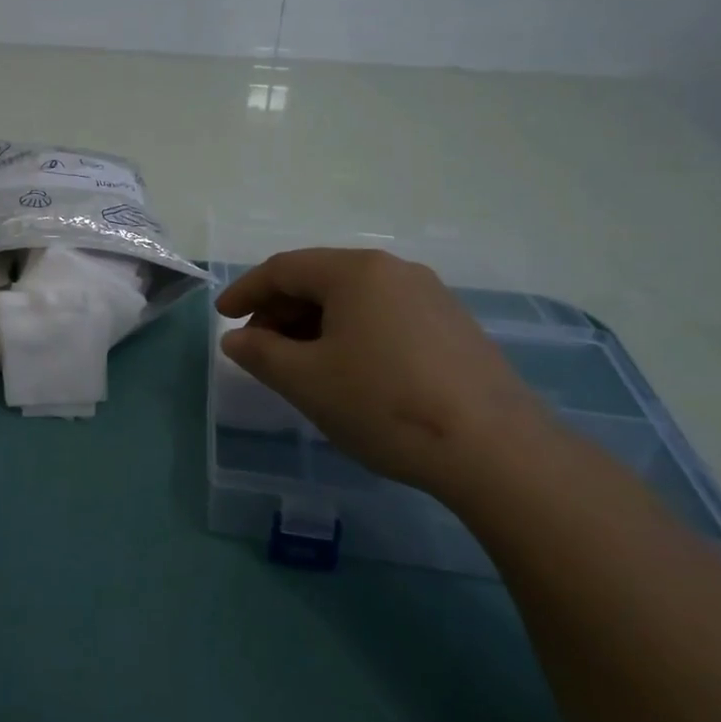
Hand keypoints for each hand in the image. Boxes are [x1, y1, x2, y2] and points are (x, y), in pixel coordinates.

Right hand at [216, 249, 551, 497]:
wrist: (497, 452)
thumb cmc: (384, 403)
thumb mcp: (306, 380)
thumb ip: (260, 353)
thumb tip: (236, 340)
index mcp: (355, 272)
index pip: (283, 269)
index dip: (246, 291)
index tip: (223, 318)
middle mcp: (394, 271)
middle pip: (320, 280)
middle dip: (280, 311)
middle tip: (258, 348)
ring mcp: (430, 297)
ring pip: (354, 300)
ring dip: (314, 325)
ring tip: (299, 364)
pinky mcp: (454, 328)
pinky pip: (384, 317)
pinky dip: (351, 334)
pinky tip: (349, 371)